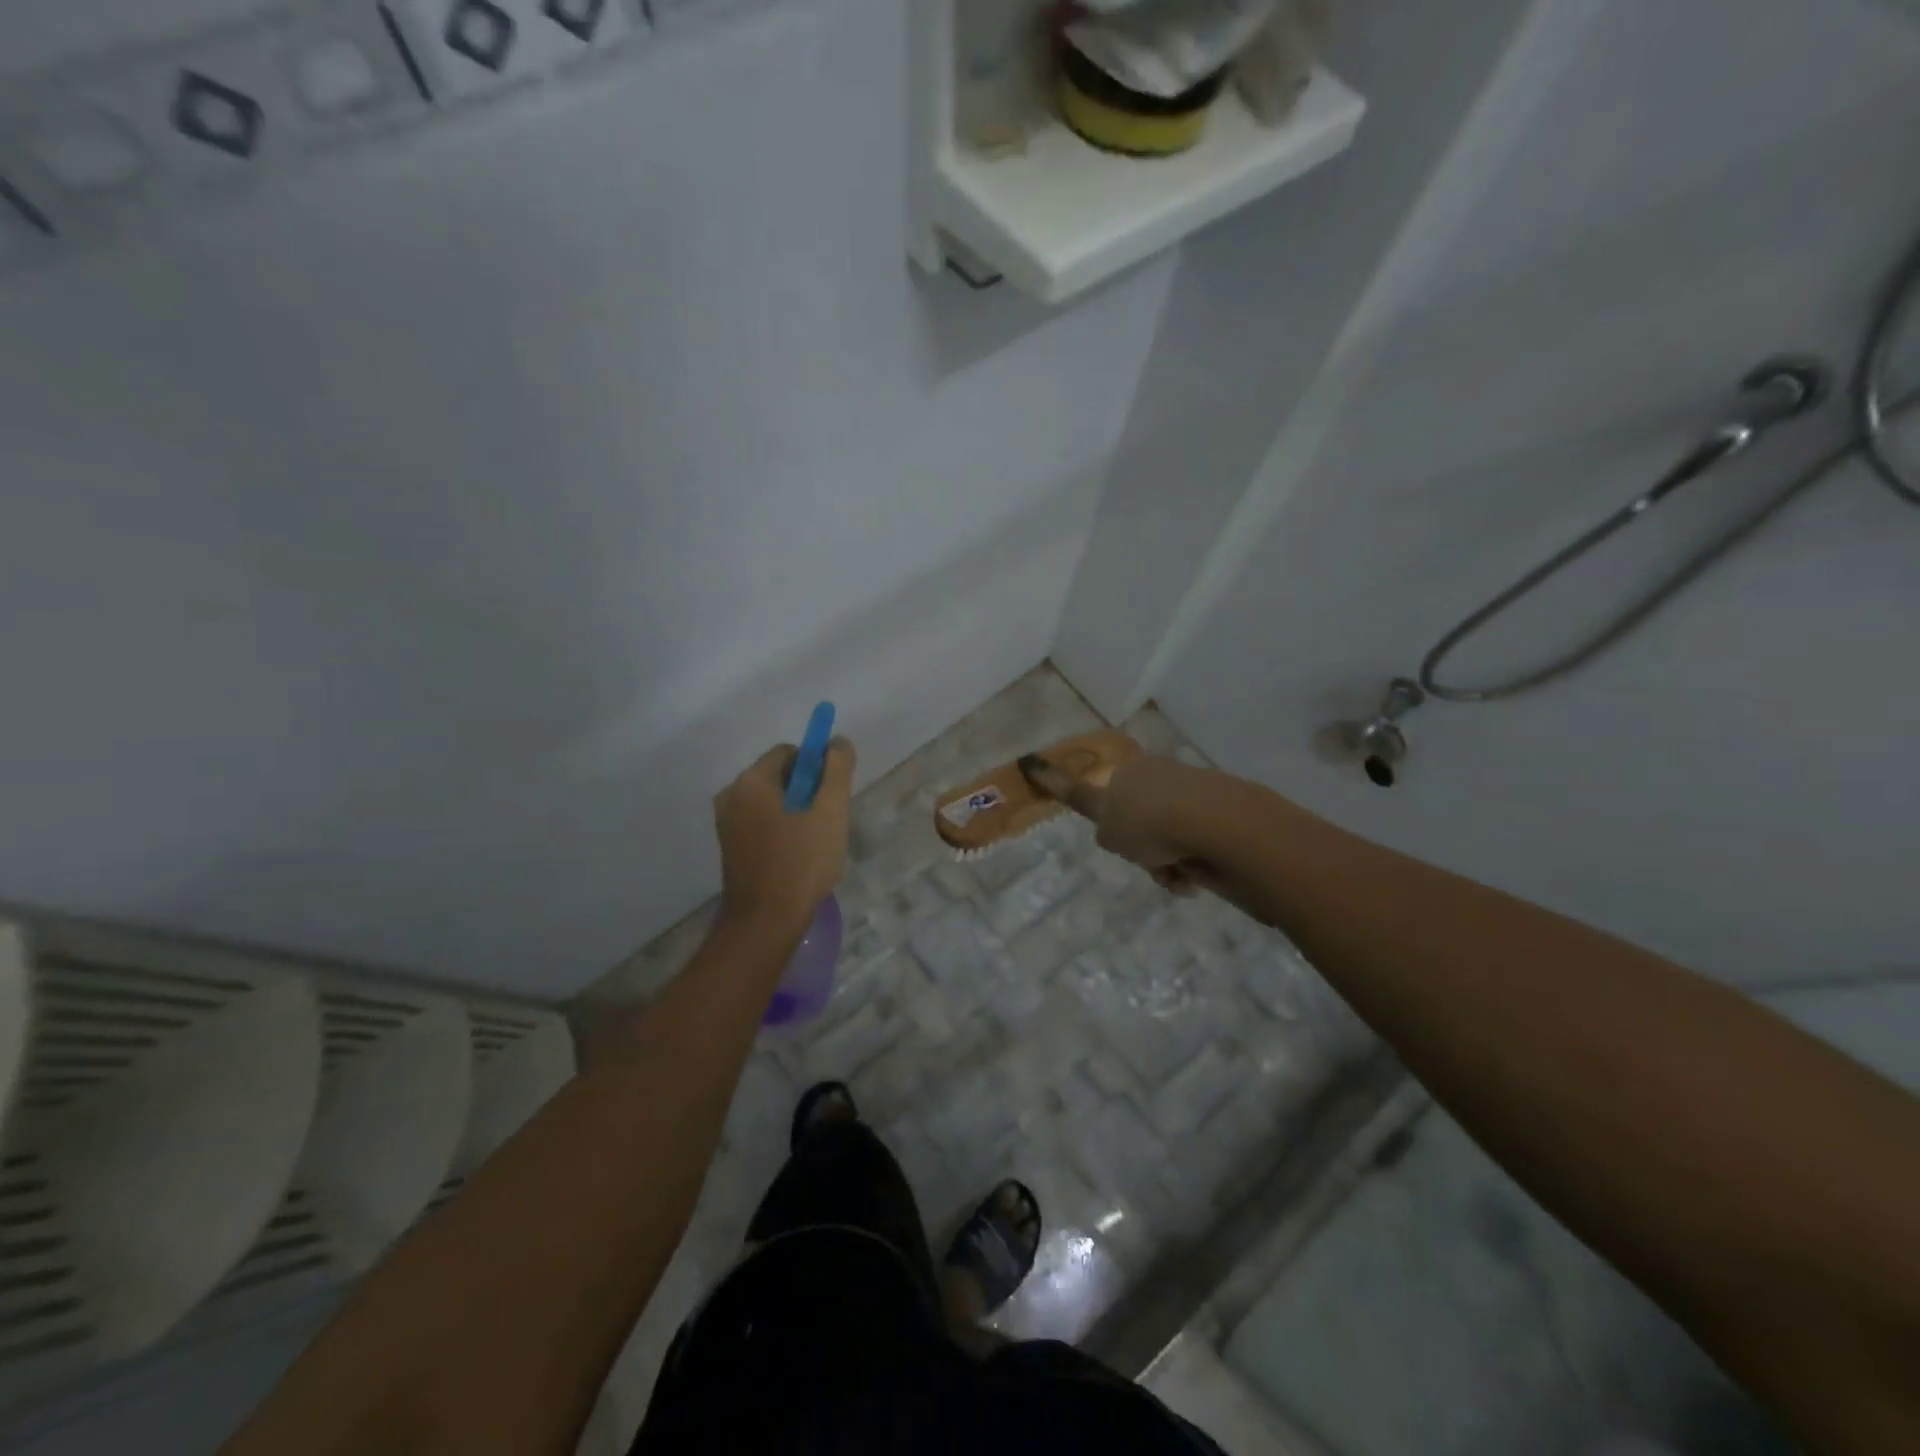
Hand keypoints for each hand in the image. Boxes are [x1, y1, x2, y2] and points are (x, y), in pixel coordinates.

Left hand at [713, 737, 855, 935]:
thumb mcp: (830, 812)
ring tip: (815, 842)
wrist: (765, 921)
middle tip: (827, 821)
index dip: (817, 767)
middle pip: (779, 776)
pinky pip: (760, 823)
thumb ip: (837, 770)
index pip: (790, 753)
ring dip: (796, 812)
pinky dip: (780, 829)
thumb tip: (838, 741)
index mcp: (751, 782)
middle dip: (807, 791)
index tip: (832, 795)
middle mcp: (731, 795)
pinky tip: (797, 856)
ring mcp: (726, 823)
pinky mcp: (729, 847)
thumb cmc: (801, 862)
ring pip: (771, 802)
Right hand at [1085, 756, 1231, 898]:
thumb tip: (1102, 815)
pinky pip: (1196, 842)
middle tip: (1146, 863)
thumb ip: (1086, 810)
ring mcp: (1192, 790)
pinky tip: (1193, 877)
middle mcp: (1159, 774)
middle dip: (1144, 849)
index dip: (1114, 824)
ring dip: (1168, 862)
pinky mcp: (1220, 809)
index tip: (1121, 842)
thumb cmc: (1145, 822)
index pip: (1112, 796)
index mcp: (1128, 771)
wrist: (1208, 822)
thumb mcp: (1104, 825)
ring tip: (1174, 877)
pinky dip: (1192, 862)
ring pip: (1170, 835)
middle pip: (1143, 820)